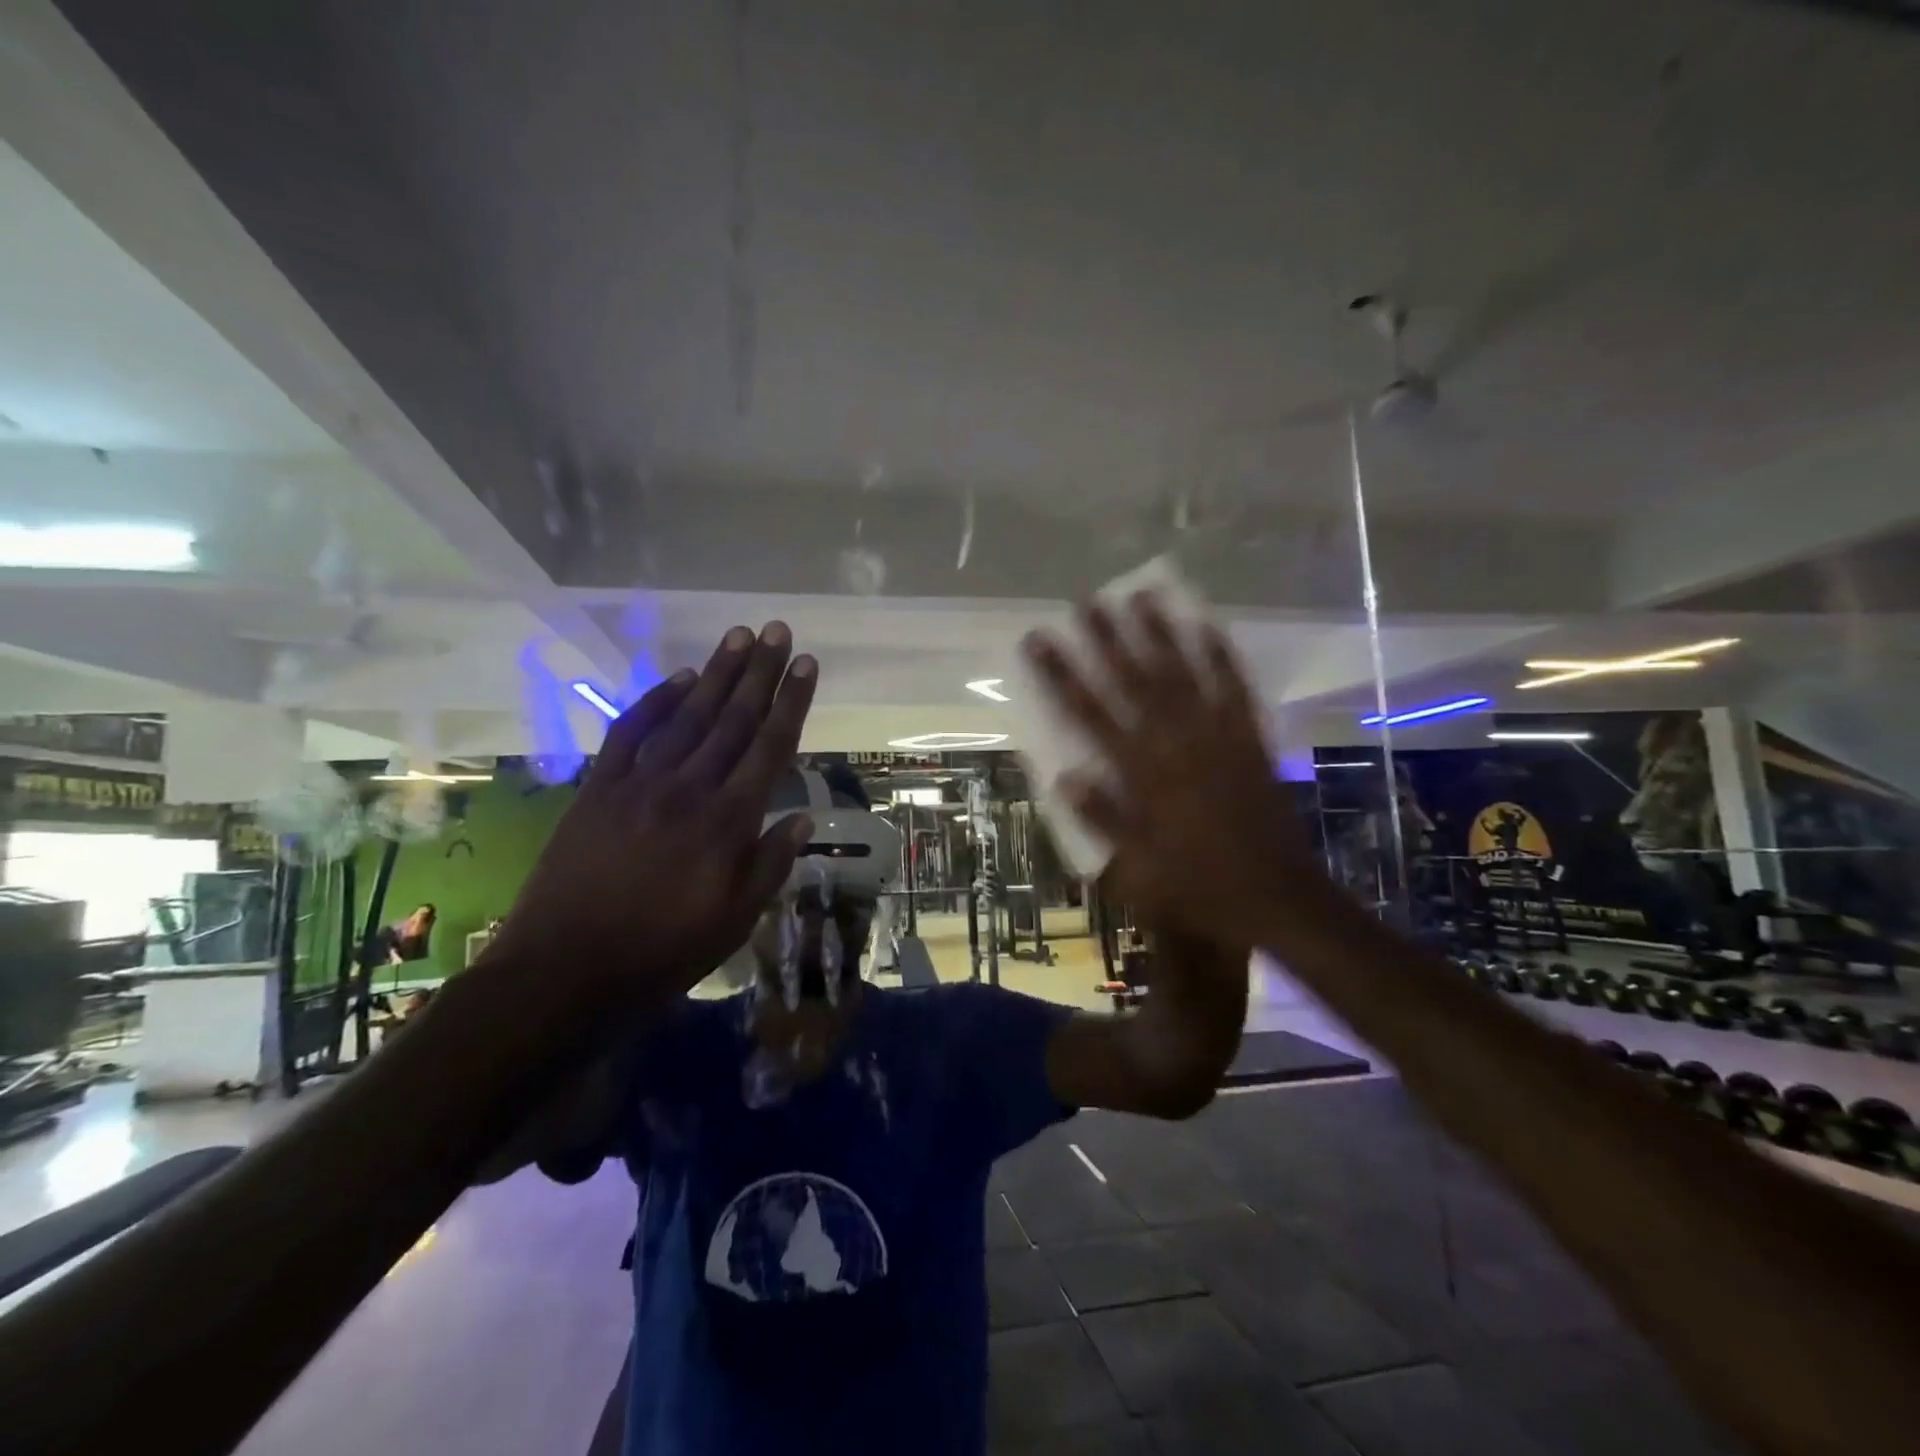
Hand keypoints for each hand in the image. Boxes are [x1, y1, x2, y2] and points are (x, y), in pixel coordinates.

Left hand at [493, 622, 816, 1005]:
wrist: (563, 970)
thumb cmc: (661, 952)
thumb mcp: (734, 921)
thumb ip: (770, 864)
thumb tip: (803, 818)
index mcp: (728, 822)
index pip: (770, 747)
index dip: (791, 702)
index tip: (806, 664)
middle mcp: (689, 789)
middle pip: (733, 719)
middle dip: (759, 672)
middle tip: (776, 629)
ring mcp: (640, 783)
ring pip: (688, 716)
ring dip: (715, 674)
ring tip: (738, 636)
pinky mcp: (599, 788)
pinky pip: (630, 733)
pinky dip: (655, 702)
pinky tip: (679, 679)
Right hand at [1024, 595, 1313, 948]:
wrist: (1279, 897)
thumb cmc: (1200, 888)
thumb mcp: (1138, 870)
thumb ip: (1103, 820)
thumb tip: (1064, 777)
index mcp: (1142, 776)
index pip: (1089, 714)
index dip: (1060, 674)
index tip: (1038, 639)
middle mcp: (1178, 745)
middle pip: (1135, 681)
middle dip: (1108, 639)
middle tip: (1087, 601)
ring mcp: (1219, 738)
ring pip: (1185, 674)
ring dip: (1162, 633)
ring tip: (1142, 595)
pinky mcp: (1251, 741)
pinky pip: (1236, 690)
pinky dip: (1222, 657)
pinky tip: (1210, 627)